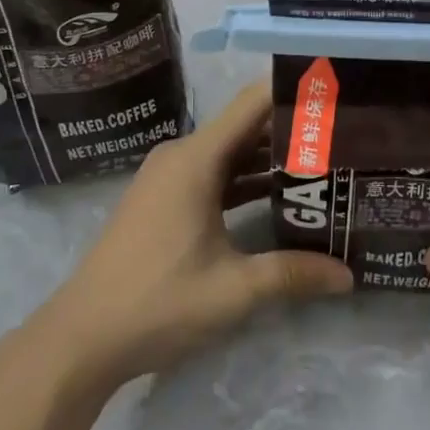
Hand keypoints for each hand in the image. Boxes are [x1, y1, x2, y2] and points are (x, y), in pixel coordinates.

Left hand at [34, 81, 353, 389]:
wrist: (81, 338)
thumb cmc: (157, 302)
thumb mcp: (233, 290)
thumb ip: (292, 274)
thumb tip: (348, 275)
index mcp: (196, 159)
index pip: (253, 103)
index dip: (293, 92)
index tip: (335, 93)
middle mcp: (182, 156)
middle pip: (245, 126)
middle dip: (291, 130)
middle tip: (343, 136)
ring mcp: (169, 177)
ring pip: (229, 153)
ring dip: (269, 159)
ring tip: (321, 165)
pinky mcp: (163, 199)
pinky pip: (212, 174)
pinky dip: (243, 180)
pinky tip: (277, 199)